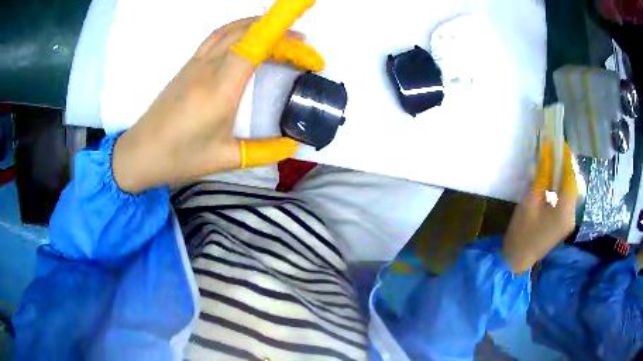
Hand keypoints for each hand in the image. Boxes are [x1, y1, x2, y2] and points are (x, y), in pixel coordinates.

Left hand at [113, 0, 322, 193]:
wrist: (140, 153)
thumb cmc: (180, 157)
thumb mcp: (226, 158)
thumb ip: (264, 151)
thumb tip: (293, 144)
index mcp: (221, 88)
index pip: (256, 43)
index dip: (282, 26)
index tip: (305, 22)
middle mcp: (209, 67)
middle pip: (249, 32)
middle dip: (282, 32)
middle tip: (304, 49)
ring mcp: (196, 63)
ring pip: (232, 29)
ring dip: (260, 25)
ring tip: (282, 35)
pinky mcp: (188, 65)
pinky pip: (217, 36)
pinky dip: (239, 29)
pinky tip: (248, 38)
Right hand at [502, 142, 577, 273]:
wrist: (518, 259)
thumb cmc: (522, 232)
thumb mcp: (530, 202)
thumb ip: (541, 177)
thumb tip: (546, 153)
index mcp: (564, 212)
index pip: (570, 179)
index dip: (567, 160)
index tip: (562, 144)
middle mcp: (571, 216)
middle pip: (573, 185)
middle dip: (566, 167)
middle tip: (557, 151)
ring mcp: (569, 222)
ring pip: (571, 193)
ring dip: (564, 177)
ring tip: (555, 163)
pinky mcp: (565, 225)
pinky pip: (567, 201)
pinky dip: (562, 189)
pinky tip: (554, 182)